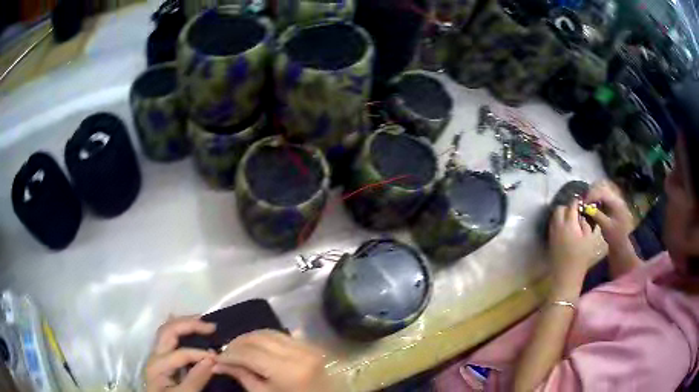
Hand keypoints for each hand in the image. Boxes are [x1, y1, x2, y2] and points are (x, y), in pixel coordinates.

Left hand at [145, 316, 216, 391]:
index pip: (181, 353)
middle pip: (168, 331)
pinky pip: (168, 336)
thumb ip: (196, 379)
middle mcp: (155, 354)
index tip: (220, 358)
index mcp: (158, 365)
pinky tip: (188, 328)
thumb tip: (212, 359)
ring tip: (202, 321)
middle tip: (211, 326)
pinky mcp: (161, 358)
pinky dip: (180, 329)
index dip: (201, 353)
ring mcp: (157, 354)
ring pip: (167, 330)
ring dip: (184, 323)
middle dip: (189, 324)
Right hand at [214, 330, 331, 391]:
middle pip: (259, 338)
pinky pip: (283, 335)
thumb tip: (218, 363)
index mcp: (288, 371)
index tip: (217, 357)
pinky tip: (255, 345)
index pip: (250, 354)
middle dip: (237, 343)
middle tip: (225, 352)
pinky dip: (265, 338)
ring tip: (237, 348)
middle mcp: (299, 353)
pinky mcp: (311, 346)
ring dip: (250, 338)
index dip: (230, 354)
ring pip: (270, 332)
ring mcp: (308, 347)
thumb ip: (242, 376)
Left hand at [548, 201, 605, 296]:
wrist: (566, 277)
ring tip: (571, 220)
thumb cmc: (581, 258)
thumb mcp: (589, 239)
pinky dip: (558, 223)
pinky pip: (553, 225)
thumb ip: (585, 224)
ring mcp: (552, 233)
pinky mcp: (550, 240)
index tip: (582, 202)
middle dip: (567, 207)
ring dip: (562, 214)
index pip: (572, 205)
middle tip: (576, 212)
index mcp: (569, 223)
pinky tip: (566, 229)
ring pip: (554, 216)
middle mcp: (558, 225)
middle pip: (560, 208)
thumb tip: (581, 216)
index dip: (577, 201)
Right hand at [585, 181, 634, 249]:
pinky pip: (602, 201)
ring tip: (586, 206)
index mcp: (615, 202)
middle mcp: (615, 199)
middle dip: (591, 195)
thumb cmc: (615, 237)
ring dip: (593, 199)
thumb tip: (586, 208)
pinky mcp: (612, 207)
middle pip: (601, 191)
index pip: (602, 193)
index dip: (591, 196)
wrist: (622, 244)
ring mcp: (614, 202)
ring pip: (601, 195)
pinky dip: (596, 203)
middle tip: (583, 203)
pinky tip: (591, 209)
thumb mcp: (606, 227)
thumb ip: (597, 215)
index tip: (583, 203)